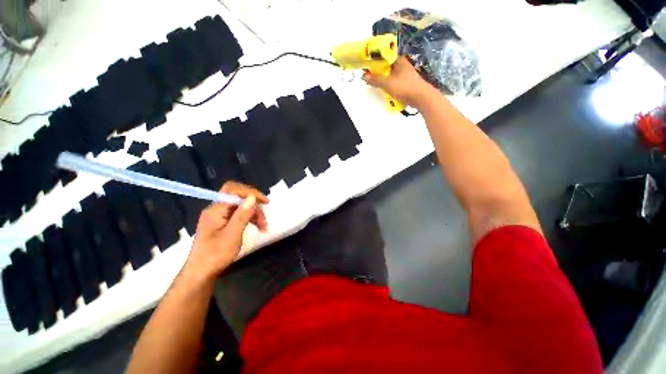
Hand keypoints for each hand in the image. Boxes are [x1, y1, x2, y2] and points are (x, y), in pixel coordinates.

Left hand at [184, 182, 268, 281]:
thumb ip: (242, 215)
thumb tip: (252, 198)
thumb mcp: (232, 235)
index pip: (233, 190)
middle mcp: (217, 210)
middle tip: (264, 221)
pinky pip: (239, 215)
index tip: (264, 201)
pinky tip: (257, 227)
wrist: (201, 274)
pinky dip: (250, 219)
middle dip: (254, 207)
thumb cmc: (215, 256)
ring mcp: (220, 217)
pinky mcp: (223, 224)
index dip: (250, 192)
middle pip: (239, 199)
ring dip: (254, 214)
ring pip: (241, 208)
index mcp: (215, 210)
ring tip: (263, 227)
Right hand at [362, 56, 435, 108]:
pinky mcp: (407, 83)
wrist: (421, 97)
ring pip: (391, 75)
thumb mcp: (387, 83)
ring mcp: (406, 75)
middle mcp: (402, 65)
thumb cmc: (404, 87)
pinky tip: (386, 91)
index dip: (375, 61)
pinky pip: (395, 83)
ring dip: (384, 81)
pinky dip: (390, 86)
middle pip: (387, 67)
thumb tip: (364, 76)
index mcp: (398, 60)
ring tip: (377, 86)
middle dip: (379, 72)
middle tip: (370, 79)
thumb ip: (375, 80)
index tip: (367, 68)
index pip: (384, 57)